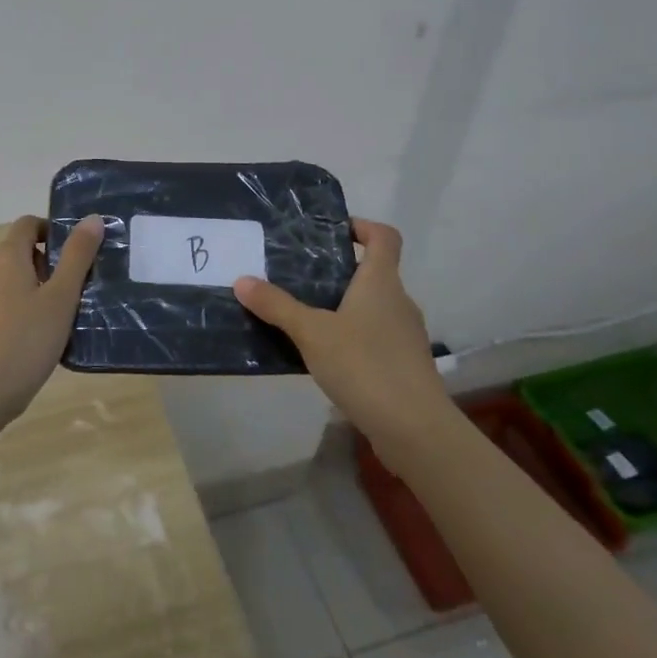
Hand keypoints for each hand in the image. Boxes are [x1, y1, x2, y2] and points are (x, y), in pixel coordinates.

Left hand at [0, 214, 104, 422]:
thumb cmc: (24, 343)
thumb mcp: (61, 299)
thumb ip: (77, 256)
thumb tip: (92, 218)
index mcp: (6, 256)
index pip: (28, 224)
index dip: (52, 232)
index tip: (72, 257)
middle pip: (16, 252)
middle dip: (43, 266)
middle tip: (67, 297)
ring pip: (3, 280)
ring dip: (26, 290)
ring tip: (48, 323)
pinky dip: (8, 310)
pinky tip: (22, 342)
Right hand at [235, 218, 446, 446]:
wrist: (415, 430)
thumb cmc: (365, 366)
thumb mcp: (312, 333)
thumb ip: (277, 306)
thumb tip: (242, 280)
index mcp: (381, 282)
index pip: (384, 237)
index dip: (361, 227)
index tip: (331, 232)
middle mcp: (399, 302)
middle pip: (374, 273)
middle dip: (339, 272)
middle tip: (299, 277)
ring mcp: (405, 336)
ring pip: (373, 308)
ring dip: (343, 308)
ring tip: (305, 318)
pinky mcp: (404, 366)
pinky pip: (375, 338)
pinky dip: (352, 339)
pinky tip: (325, 357)